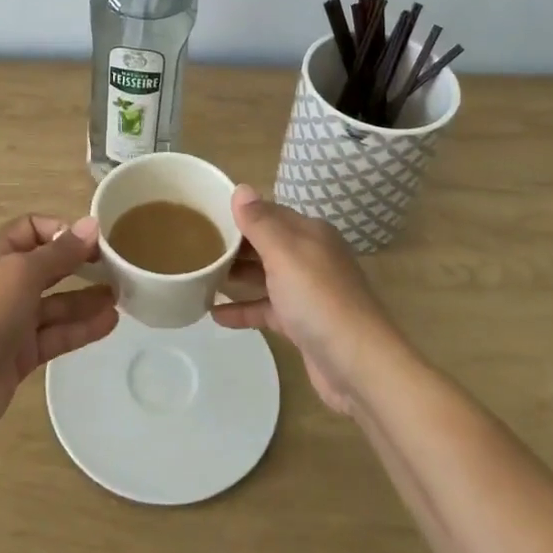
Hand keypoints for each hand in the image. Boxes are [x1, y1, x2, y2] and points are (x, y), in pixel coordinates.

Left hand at [0, 215, 115, 437]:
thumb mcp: (21, 273)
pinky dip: (81, 328)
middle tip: (116, 265)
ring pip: (55, 303)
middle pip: (47, 266)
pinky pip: (56, 334)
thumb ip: (60, 252)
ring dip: (86, 298)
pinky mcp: (21, 354)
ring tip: (122, 295)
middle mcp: (3, 284)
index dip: (61, 230)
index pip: (31, 229)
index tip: (93, 240)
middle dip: (79, 264)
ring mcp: (11, 321)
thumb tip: (92, 224)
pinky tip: (110, 322)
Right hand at [212, 187, 405, 414]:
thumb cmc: (319, 299)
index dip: (238, 212)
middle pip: (264, 243)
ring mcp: (306, 291)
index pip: (268, 212)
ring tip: (198, 276)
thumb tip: (241, 188)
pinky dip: (243, 309)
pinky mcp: (301, 323)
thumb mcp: (285, 253)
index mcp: (309, 233)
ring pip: (264, 276)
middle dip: (233, 244)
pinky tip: (214, 315)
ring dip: (235, 276)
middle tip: (194, 246)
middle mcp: (310, 257)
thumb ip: (260, 222)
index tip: (203, 214)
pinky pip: (266, 308)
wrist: (358, 364)